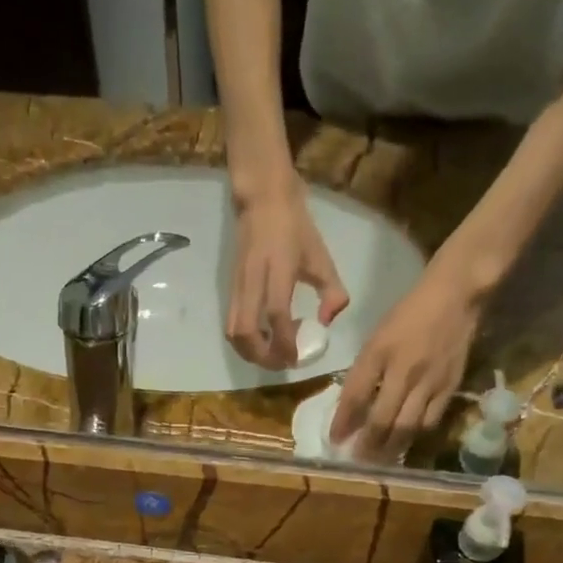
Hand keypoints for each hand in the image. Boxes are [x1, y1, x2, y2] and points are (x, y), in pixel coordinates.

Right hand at [228, 179, 349, 369]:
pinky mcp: (230, 289)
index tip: (296, 358)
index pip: (276, 315)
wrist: (262, 200)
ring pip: (233, 332)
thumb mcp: (321, 257)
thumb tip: (327, 322)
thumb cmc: (296, 227)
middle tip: (282, 362)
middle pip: (245, 332)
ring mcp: (237, 286)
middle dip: (262, 357)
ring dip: (250, 353)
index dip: (284, 343)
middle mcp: (253, 281)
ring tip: (271, 354)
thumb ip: (332, 291)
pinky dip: (245, 341)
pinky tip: (263, 338)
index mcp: (278, 271)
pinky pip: (231, 324)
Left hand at [330, 271, 478, 462]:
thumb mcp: (377, 339)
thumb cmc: (408, 315)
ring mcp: (429, 381)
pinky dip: (415, 436)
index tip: (334, 440)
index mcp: (379, 353)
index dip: (343, 422)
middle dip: (367, 444)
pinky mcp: (450, 387)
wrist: (455, 296)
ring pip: (406, 426)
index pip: (356, 395)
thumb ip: (363, 372)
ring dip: (390, 448)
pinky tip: (405, 445)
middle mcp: (403, 370)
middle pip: (382, 418)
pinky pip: (430, 421)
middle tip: (357, 461)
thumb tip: (351, 408)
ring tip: (379, 461)